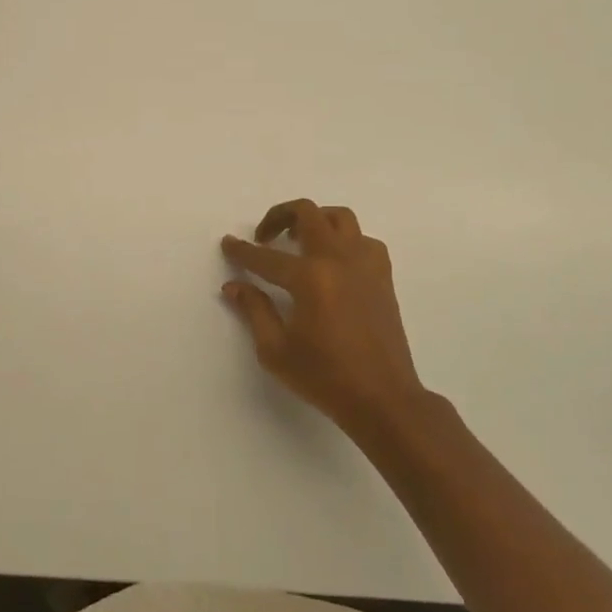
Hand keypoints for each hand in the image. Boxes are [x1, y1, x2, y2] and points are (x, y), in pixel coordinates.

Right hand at [221, 200, 428, 436]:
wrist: (382, 399)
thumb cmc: (325, 377)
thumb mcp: (276, 350)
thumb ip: (254, 310)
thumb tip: (234, 286)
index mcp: (309, 278)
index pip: (266, 257)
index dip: (242, 251)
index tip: (228, 243)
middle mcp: (338, 259)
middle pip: (308, 213)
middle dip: (279, 216)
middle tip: (264, 236)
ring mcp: (365, 264)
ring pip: (340, 217)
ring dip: (315, 220)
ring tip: (299, 240)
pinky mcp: (383, 275)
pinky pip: (363, 240)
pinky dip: (345, 241)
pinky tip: (334, 262)